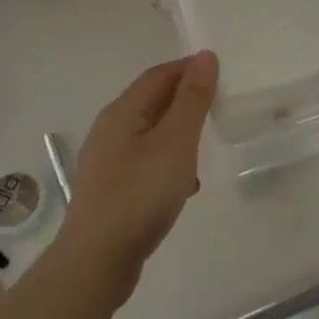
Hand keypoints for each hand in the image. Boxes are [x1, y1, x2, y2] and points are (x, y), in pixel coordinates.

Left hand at [57, 52, 218, 300]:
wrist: (96, 262)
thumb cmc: (140, 194)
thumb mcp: (176, 142)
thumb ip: (192, 99)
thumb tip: (205, 56)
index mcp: (123, 111)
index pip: (159, 74)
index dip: (190, 69)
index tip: (223, 75)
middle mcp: (110, 130)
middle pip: (152, 102)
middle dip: (186, 100)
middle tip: (220, 107)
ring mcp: (108, 162)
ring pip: (151, 134)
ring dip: (179, 134)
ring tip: (207, 146)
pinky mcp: (111, 190)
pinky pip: (145, 163)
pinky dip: (168, 163)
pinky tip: (185, 186)